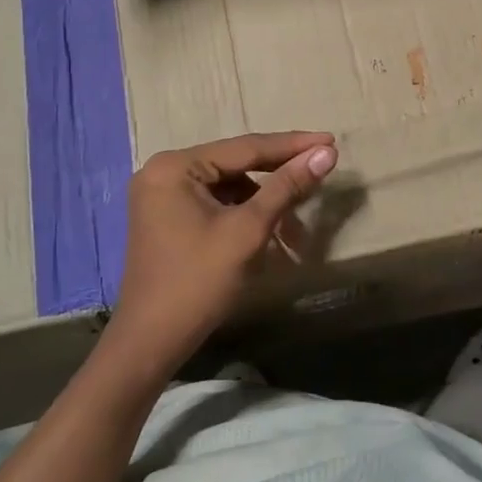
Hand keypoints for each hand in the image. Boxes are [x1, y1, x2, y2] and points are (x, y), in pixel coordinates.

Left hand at [106, 131, 337, 375]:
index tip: (330, 141)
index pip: (245, 147)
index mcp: (176, 166)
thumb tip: (325, 153)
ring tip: (296, 227)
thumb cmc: (199, 281)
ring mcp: (162, 194)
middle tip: (321, 171)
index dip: (292, 145)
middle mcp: (164, 170)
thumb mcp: (248, 230)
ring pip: (228, 185)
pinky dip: (243, 213)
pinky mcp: (167, 216)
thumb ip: (286, 187)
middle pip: (236, 164)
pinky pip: (215, 202)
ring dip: (264, 201)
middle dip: (279, 176)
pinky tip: (269, 230)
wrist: (151, 341)